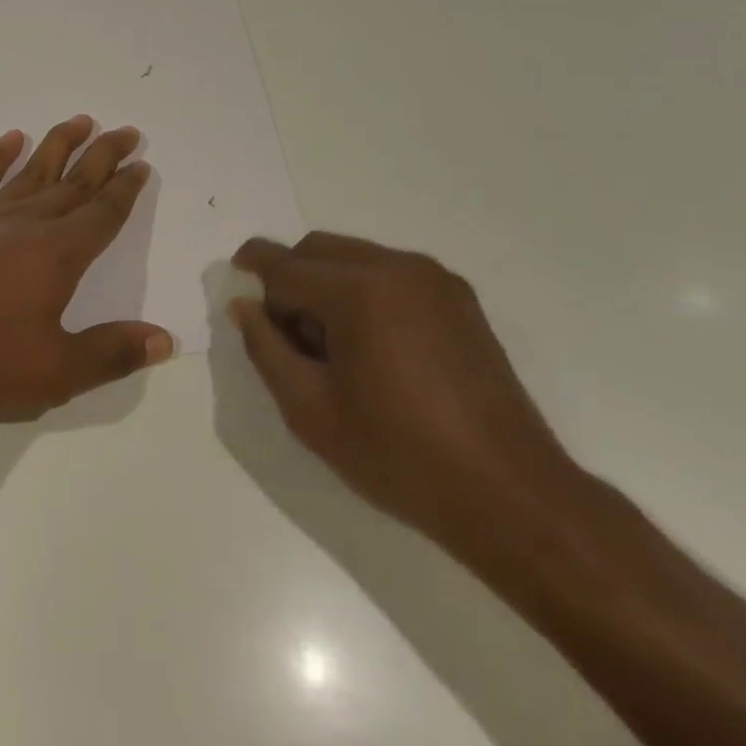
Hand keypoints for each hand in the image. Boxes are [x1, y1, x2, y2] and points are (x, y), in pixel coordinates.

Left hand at [0, 116, 173, 432]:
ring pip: (33, 171)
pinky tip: (10, 139)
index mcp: (57, 254)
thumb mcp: (52, 374)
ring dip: (59, 144)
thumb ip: (110, 354)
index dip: (125, 189)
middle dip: (103, 155)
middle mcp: (26, 224)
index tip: (141, 164)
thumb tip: (165, 339)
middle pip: (74, 181)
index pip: (102, 213)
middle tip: (127, 131)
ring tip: (81, 120)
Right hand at [226, 232, 578, 546]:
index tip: (235, 285)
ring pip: (354, 256)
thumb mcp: (310, 411)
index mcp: (360, 291)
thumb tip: (244, 305)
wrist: (510, 495)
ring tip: (332, 346)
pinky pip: (390, 273)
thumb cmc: (400, 456)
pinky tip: (372, 346)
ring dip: (326, 283)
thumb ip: (265, 348)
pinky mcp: (458, 297)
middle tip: (286, 334)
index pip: (285, 266)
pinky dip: (364, 291)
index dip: (253, 274)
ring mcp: (433, 278)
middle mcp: (397, 267)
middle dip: (290, 278)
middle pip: (318, 249)